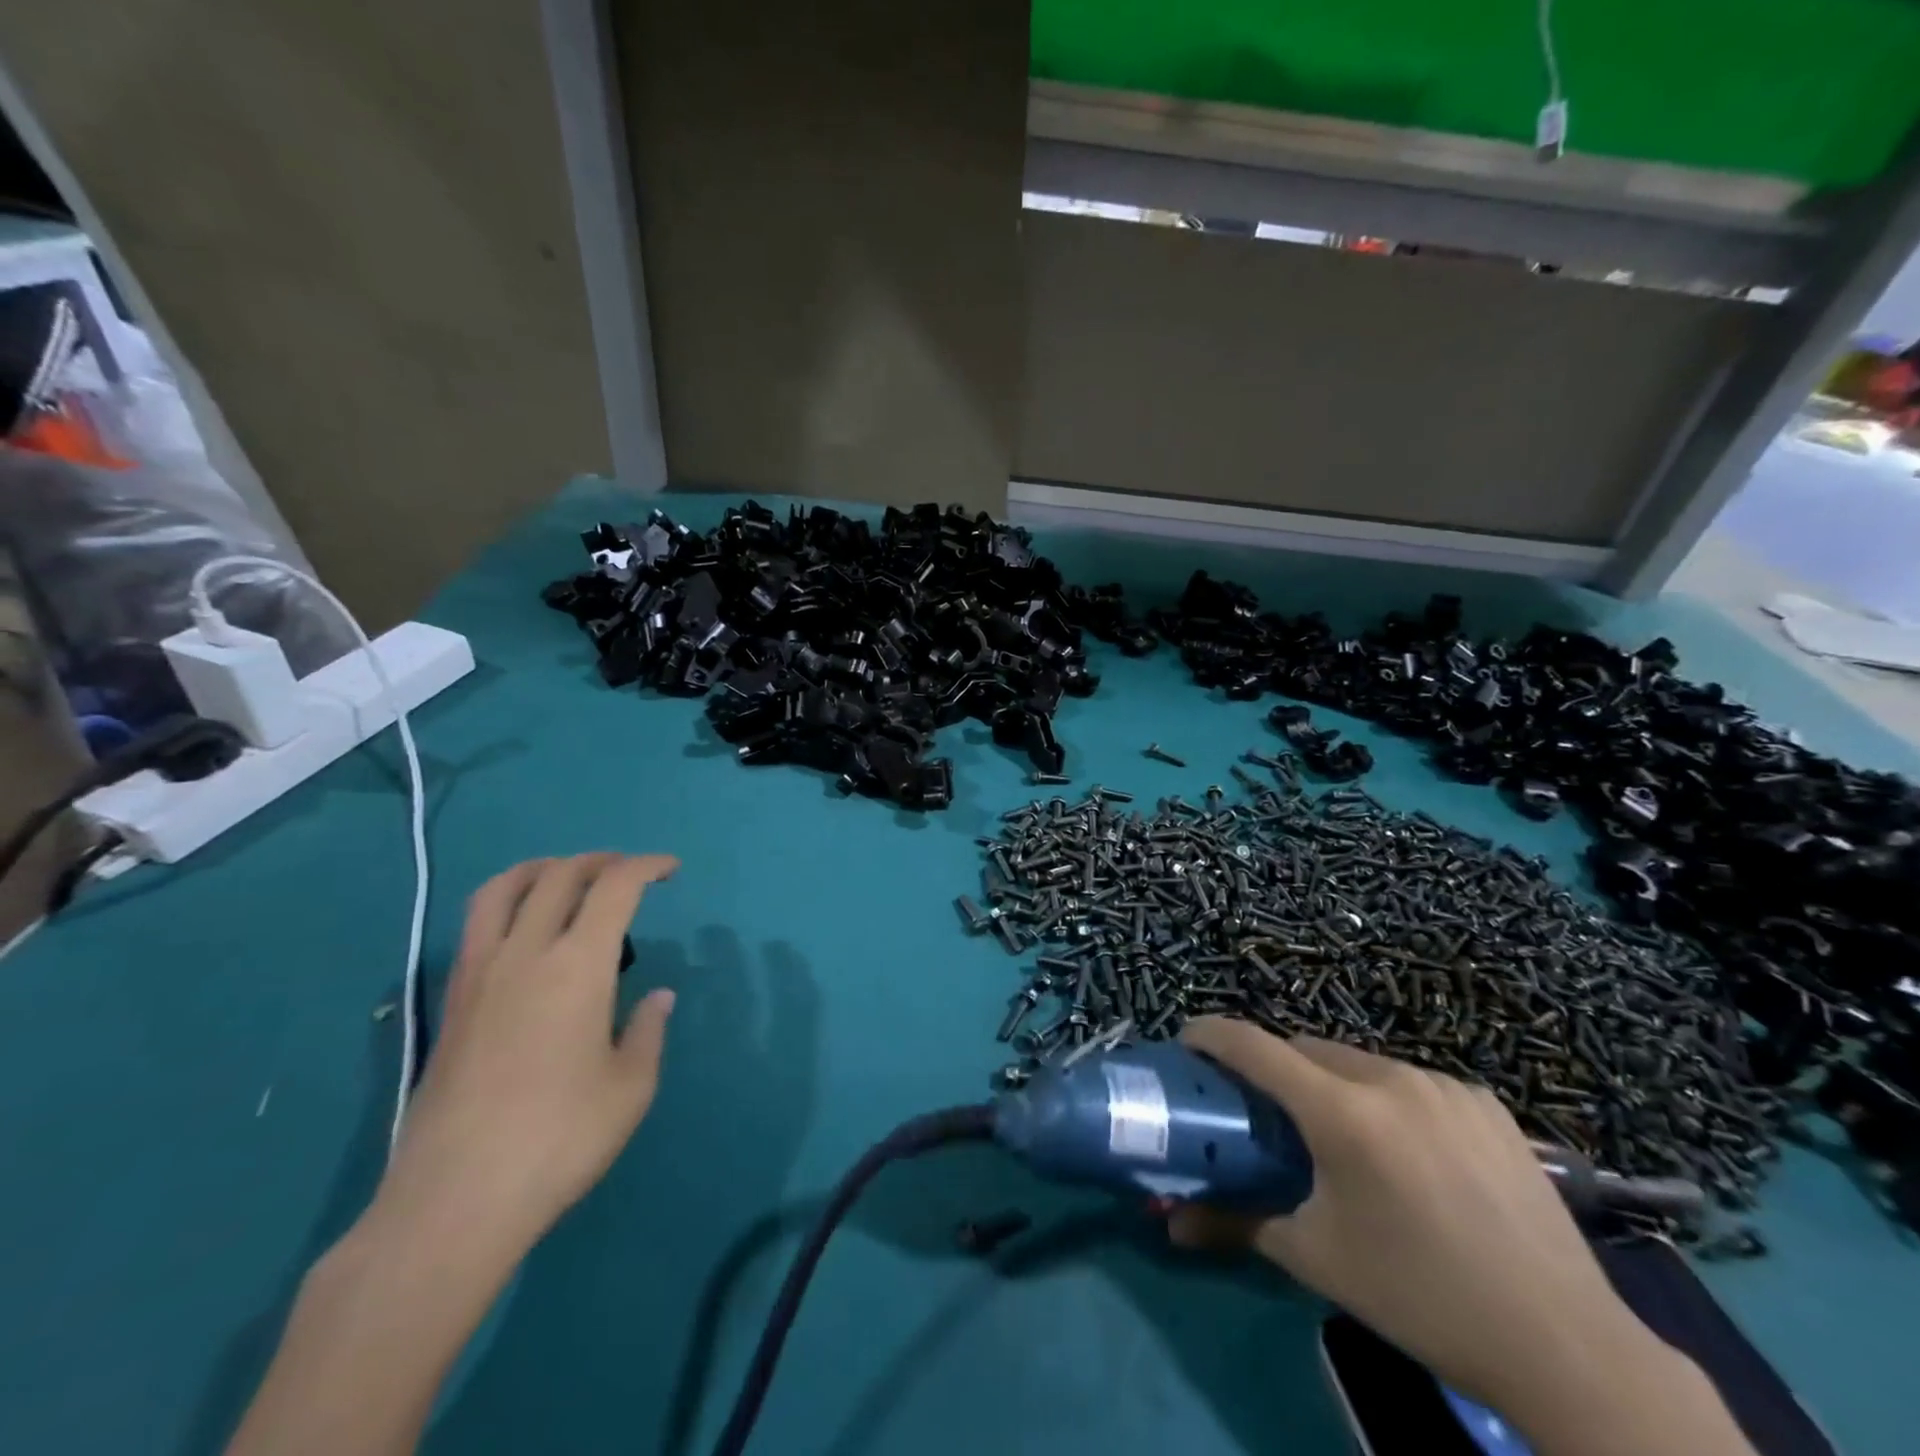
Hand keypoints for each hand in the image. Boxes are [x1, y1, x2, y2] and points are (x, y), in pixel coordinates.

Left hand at [377, 853, 680, 1258]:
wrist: (453, 1201)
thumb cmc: (559, 1139)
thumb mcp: (630, 1087)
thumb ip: (647, 1031)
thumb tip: (657, 998)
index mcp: (578, 965)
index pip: (615, 887)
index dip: (647, 866)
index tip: (671, 870)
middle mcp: (525, 953)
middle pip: (561, 875)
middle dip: (602, 861)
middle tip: (631, 874)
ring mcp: (479, 974)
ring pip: (504, 888)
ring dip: (545, 868)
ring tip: (570, 877)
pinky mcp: (452, 1001)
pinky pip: (478, 924)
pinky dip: (509, 901)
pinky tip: (527, 930)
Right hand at [1170, 1019, 1751, 1455]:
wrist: (1565, 1346)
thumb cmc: (1420, 1297)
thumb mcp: (1316, 1259)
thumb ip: (1236, 1224)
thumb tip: (1170, 1223)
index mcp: (1344, 1113)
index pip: (1255, 1046)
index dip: (1212, 1034)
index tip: (1188, 1039)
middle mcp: (1390, 1079)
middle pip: (1306, 1049)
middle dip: (1274, 1065)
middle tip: (1263, 1106)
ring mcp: (1443, 1085)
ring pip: (1359, 1061)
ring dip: (1330, 1081)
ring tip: (1336, 1133)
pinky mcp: (1485, 1101)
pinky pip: (1410, 1080)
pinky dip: (1386, 1097)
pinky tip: (1404, 1147)